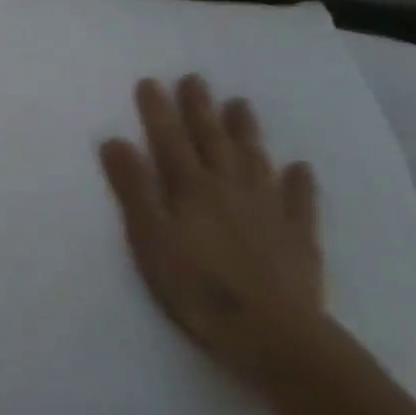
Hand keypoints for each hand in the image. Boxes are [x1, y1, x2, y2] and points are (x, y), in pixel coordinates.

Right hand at [99, 75, 323, 382]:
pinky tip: (300, 167)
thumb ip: (134, 188)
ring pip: (254, 160)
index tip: (150, 81)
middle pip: (212, 140)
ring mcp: (267, 211)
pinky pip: (299, 202)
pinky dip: (299, 182)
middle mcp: (229, 188)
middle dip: (200, 108)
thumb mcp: (150, 238)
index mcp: (190, 187)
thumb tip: (115, 140)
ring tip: (241, 104)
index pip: (169, 139)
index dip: (158, 110)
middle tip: (195, 78)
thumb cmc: (197, 287)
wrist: (274, 335)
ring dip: (245, 131)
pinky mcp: (298, 238)